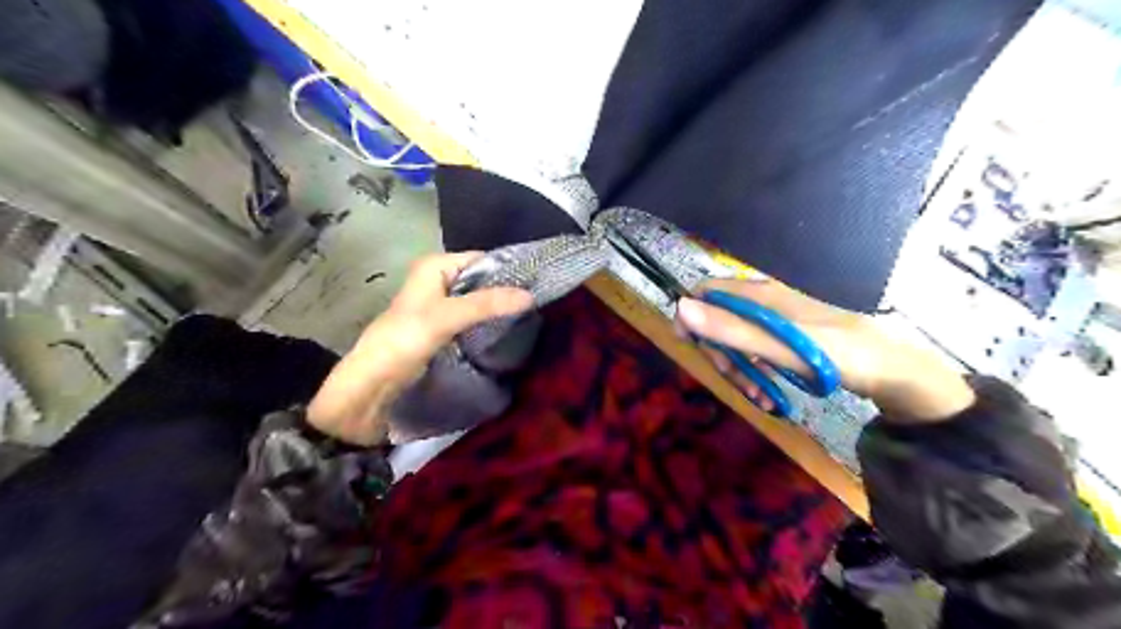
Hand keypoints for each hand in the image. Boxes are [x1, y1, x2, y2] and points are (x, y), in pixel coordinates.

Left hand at [306, 254, 532, 444]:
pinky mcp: (444, 332)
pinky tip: (510, 334)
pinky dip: (490, 326)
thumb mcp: (444, 318)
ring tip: (533, 319)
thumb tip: (531, 296)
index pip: (482, 260)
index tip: (539, 283)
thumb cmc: (401, 343)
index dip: (508, 269)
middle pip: (483, 281)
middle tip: (540, 304)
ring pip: (479, 303)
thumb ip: (486, 304)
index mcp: (434, 267)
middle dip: (508, 292)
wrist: (369, 388)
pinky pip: (474, 322)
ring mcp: (441, 308)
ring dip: (500, 311)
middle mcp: (438, 282)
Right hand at [672, 276, 972, 419]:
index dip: (691, 316)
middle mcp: (764, 303)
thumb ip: (731, 328)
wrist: (893, 370)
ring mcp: (775, 321)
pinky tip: (768, 395)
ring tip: (759, 396)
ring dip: (739, 369)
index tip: (691, 347)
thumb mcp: (779, 346)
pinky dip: (756, 373)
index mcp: (760, 296)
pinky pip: (757, 352)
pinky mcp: (786, 338)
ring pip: (737, 341)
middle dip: (719, 352)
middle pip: (718, 320)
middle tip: (735, 380)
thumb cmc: (838, 354)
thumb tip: (681, 308)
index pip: (706, 292)